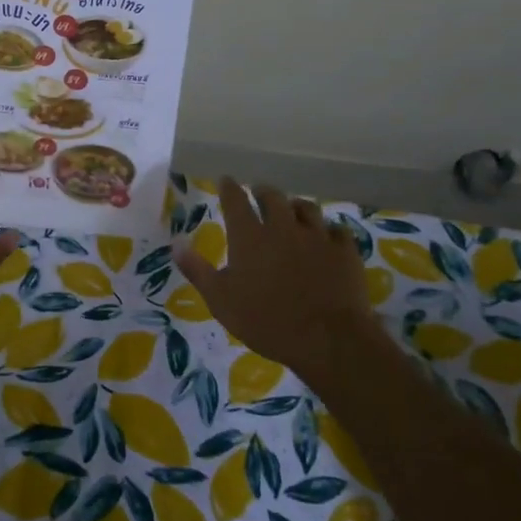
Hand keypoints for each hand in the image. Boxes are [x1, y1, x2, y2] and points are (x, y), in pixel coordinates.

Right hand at [173, 177, 378, 384]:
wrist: (329, 339)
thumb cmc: (267, 321)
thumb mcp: (220, 300)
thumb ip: (197, 269)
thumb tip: (175, 243)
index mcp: (250, 236)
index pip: (236, 199)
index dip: (229, 187)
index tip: (225, 180)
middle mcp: (283, 227)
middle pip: (272, 196)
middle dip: (262, 191)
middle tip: (258, 193)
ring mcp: (317, 236)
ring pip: (306, 208)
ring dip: (295, 206)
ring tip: (291, 210)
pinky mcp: (344, 251)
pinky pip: (337, 230)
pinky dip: (328, 230)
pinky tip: (327, 236)